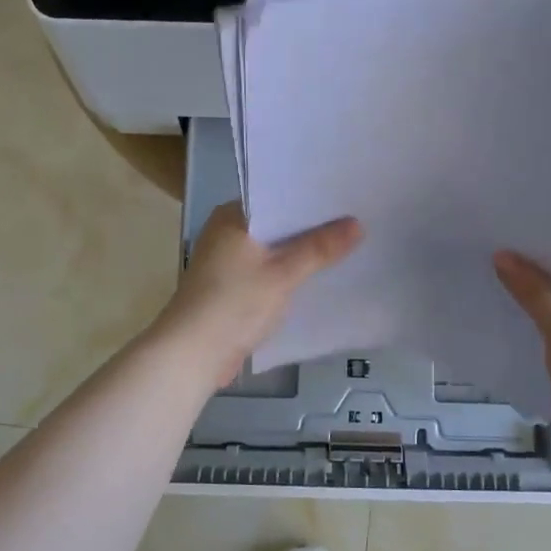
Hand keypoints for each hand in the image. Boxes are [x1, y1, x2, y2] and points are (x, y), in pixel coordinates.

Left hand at [157, 203, 363, 386]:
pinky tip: (319, 278)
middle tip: (356, 220)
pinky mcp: (232, 289)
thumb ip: (320, 248)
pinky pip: (268, 273)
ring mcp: (227, 263)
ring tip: (346, 245)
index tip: (346, 196)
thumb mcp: (283, 273)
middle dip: (312, 228)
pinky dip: (289, 275)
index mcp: (232, 217)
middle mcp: (227, 233)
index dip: (311, 198)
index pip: (277, 196)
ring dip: (302, 253)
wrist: (193, 354)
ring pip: (274, 251)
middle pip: (278, 225)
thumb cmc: (234, 303)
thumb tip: (357, 224)